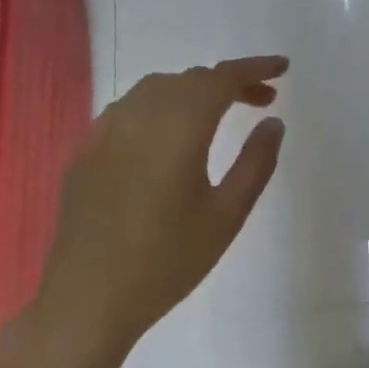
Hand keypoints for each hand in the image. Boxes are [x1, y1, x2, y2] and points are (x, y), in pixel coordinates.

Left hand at [32, 57, 287, 367]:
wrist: (88, 299)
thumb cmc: (167, 262)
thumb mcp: (226, 216)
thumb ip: (255, 162)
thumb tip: (273, 122)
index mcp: (177, 129)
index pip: (220, 78)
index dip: (254, 67)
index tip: (282, 68)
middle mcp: (139, 116)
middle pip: (190, 80)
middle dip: (229, 82)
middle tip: (263, 101)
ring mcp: (105, 131)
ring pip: (156, 89)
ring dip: (193, 91)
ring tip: (219, 114)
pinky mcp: (86, 150)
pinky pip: (129, 109)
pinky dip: (160, 107)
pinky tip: (168, 135)